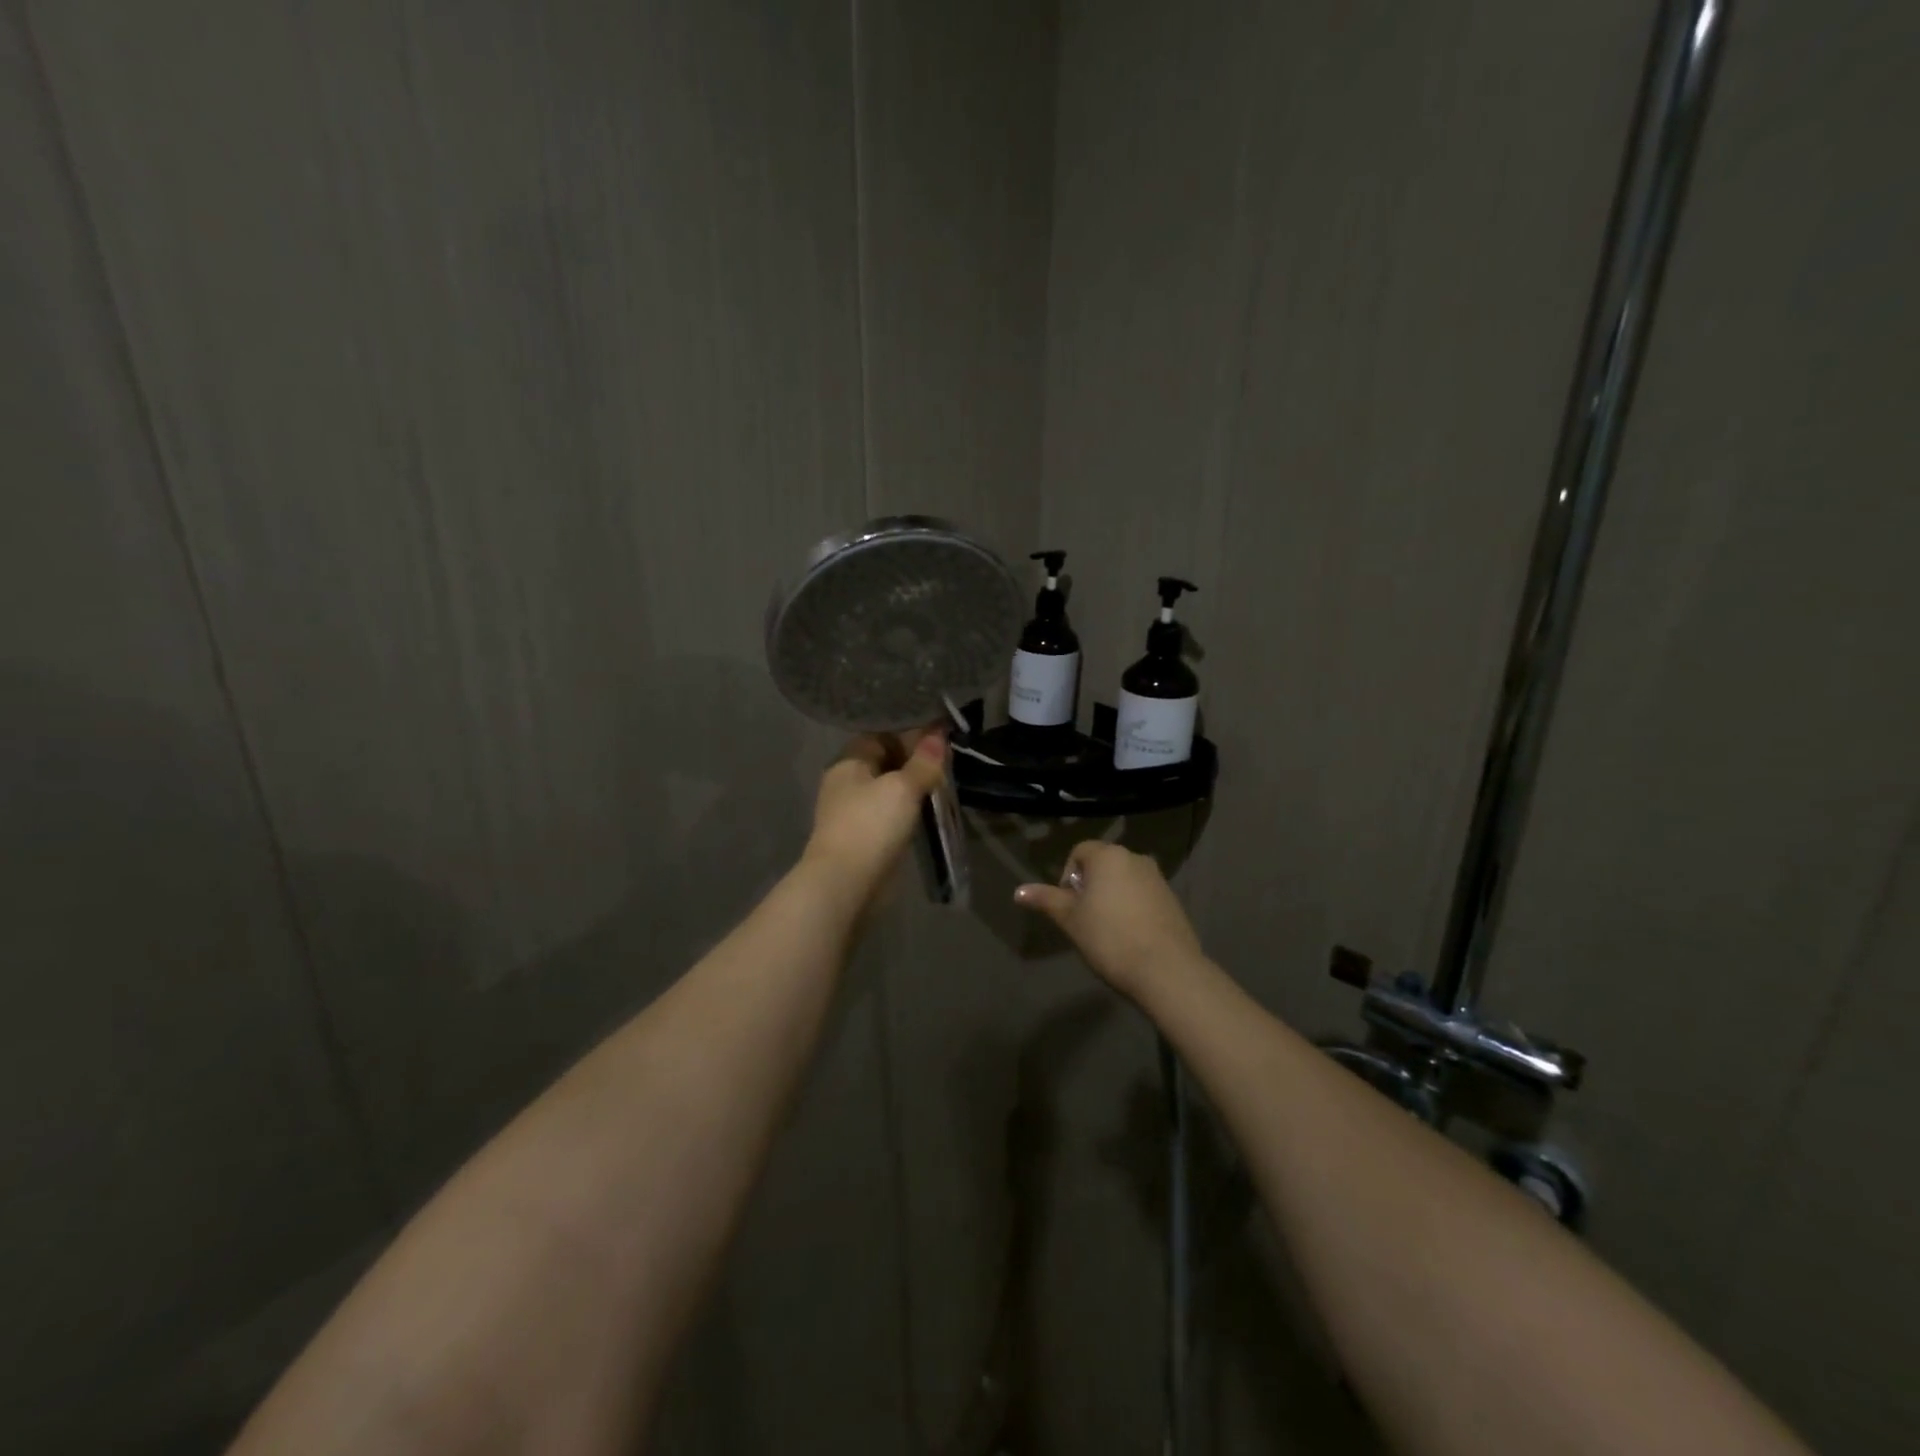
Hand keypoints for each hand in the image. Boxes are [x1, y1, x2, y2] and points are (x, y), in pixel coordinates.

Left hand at [802, 730, 946, 904]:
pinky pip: (887, 812)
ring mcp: (851, 810)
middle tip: (946, 761)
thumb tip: (938, 734)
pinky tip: (926, 810)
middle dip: (913, 760)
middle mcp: (846, 782)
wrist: (845, 883)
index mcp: (848, 761)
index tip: (940, 737)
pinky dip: (905, 808)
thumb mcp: (903, 788)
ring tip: (942, 783)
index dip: (910, 732)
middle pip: (884, 761)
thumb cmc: (871, 825)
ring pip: (887, 788)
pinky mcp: (861, 835)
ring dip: (911, 786)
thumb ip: (923, 762)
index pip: (881, 734)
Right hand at [1014, 841, 1204, 999]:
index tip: (1069, 906)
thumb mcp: (1071, 920)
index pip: (1079, 851)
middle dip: (1090, 886)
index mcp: (1108, 856)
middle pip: (1103, 864)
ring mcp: (1158, 878)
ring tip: (1106, 930)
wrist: (1166, 969)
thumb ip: (1046, 900)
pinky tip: (1130, 936)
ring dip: (1111, 896)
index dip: (1067, 876)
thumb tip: (1018, 891)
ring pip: (1124, 879)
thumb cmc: (1110, 938)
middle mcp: (1135, 858)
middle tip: (1084, 918)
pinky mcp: (1173, 899)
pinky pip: (1143, 895)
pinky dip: (1132, 907)